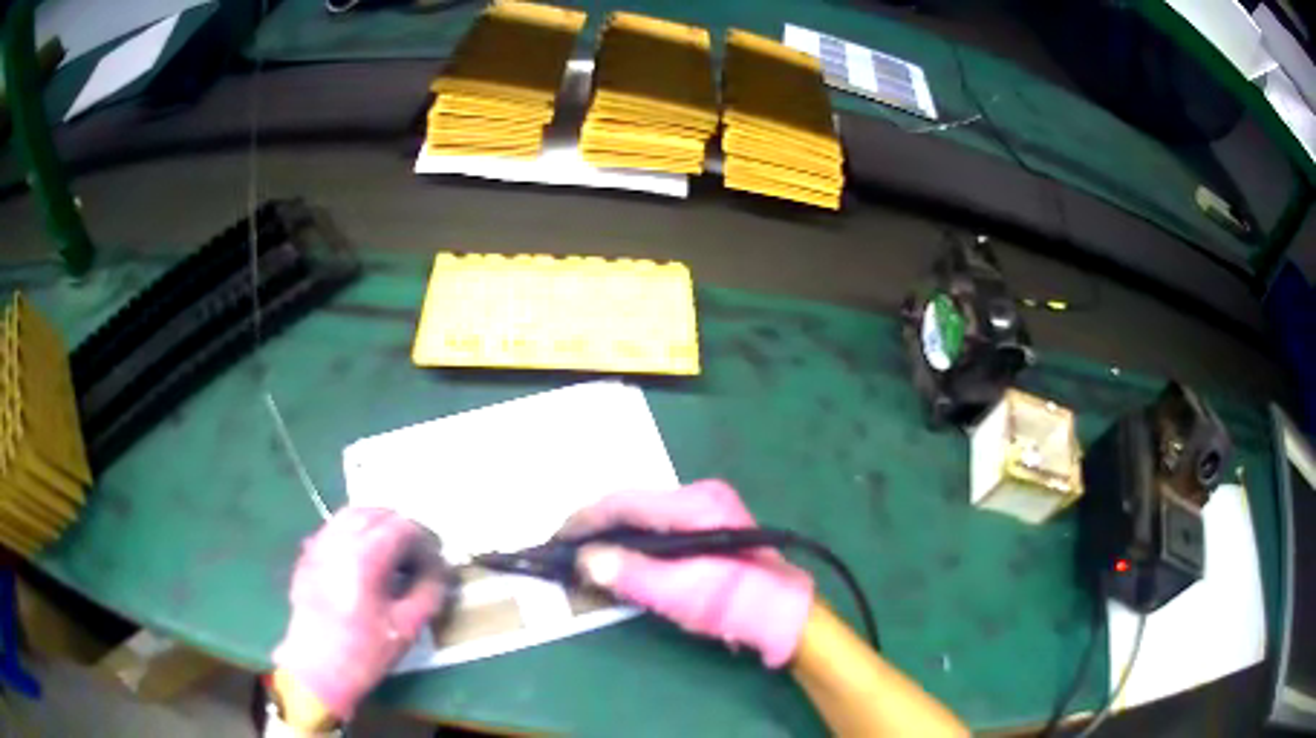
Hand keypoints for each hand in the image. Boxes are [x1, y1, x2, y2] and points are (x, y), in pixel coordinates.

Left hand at [273, 507, 447, 719]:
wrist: (317, 669)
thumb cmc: (364, 651)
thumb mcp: (406, 627)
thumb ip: (428, 592)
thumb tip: (440, 572)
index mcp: (365, 555)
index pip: (402, 527)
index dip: (425, 541)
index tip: (438, 562)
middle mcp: (338, 539)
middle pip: (376, 514)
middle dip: (402, 529)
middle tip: (418, 556)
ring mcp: (319, 544)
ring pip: (352, 516)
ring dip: (377, 527)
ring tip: (393, 554)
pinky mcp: (308, 556)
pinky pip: (334, 530)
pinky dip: (355, 535)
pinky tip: (364, 561)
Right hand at [563, 479, 813, 667]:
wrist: (781, 614)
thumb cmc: (733, 603)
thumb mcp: (679, 593)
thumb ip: (630, 574)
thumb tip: (585, 559)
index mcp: (694, 504)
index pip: (625, 503)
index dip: (586, 519)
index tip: (557, 537)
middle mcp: (699, 495)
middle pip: (633, 505)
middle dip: (597, 526)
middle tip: (566, 549)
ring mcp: (706, 508)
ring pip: (643, 516)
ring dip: (613, 533)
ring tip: (585, 553)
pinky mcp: (708, 524)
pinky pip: (657, 526)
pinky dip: (633, 540)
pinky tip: (619, 555)